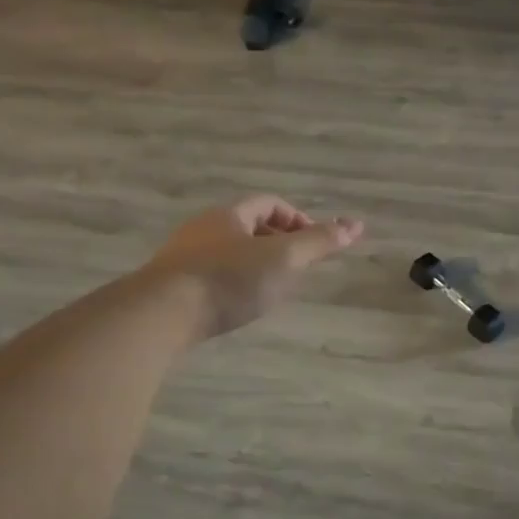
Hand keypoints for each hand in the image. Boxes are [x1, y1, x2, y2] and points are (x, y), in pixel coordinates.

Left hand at [144, 196, 364, 341]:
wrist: (161, 314)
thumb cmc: (228, 280)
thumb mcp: (283, 259)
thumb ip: (319, 243)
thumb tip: (357, 224)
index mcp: (230, 214)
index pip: (269, 204)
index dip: (296, 219)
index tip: (313, 245)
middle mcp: (203, 228)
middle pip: (247, 226)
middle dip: (276, 243)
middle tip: (296, 269)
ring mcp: (182, 256)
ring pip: (227, 252)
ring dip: (253, 265)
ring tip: (271, 290)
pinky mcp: (169, 285)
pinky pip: (209, 275)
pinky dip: (231, 284)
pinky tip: (236, 307)